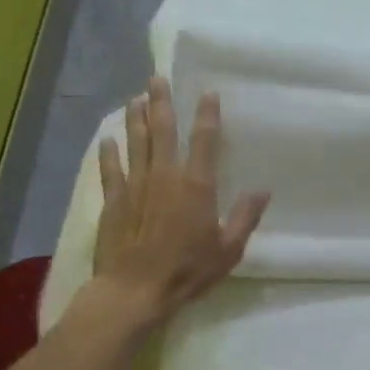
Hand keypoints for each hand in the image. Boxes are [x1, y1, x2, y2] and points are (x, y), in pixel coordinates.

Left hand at [90, 77, 270, 320]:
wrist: (134, 291)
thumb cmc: (187, 271)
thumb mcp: (228, 249)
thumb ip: (245, 217)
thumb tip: (263, 190)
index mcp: (196, 185)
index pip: (204, 140)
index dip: (207, 114)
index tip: (207, 92)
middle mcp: (165, 176)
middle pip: (162, 130)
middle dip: (161, 102)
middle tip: (157, 78)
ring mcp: (135, 186)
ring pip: (135, 142)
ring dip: (136, 118)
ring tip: (136, 98)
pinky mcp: (113, 200)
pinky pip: (110, 170)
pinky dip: (109, 153)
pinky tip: (107, 139)